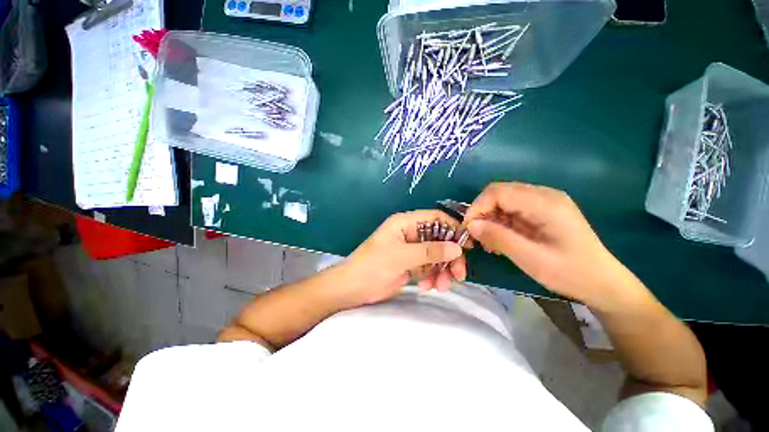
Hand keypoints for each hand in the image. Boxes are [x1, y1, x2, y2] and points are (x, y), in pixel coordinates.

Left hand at [339, 210, 467, 306]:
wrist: (353, 288)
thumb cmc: (372, 266)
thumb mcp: (401, 256)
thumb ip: (429, 252)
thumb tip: (457, 248)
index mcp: (406, 223)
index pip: (435, 218)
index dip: (453, 228)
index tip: (468, 246)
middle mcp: (411, 233)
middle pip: (439, 239)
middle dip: (450, 256)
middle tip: (458, 274)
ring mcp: (412, 250)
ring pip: (436, 256)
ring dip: (442, 270)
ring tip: (441, 286)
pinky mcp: (411, 265)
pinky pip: (430, 268)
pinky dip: (432, 277)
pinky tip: (427, 287)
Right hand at [465, 182, 631, 304]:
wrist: (603, 283)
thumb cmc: (570, 273)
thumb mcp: (530, 258)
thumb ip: (498, 238)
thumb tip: (471, 225)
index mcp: (545, 203)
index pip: (498, 192)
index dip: (478, 207)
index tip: (469, 228)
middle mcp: (544, 195)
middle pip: (500, 193)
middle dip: (482, 212)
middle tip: (476, 235)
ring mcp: (544, 202)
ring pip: (504, 200)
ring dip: (490, 217)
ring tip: (489, 240)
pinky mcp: (543, 211)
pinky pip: (512, 209)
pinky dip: (500, 221)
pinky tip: (501, 238)